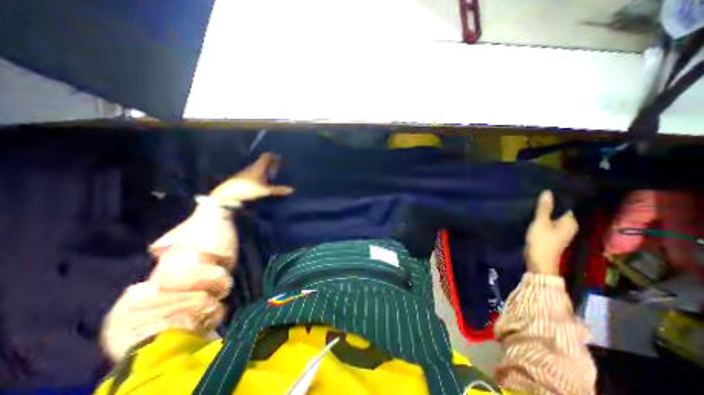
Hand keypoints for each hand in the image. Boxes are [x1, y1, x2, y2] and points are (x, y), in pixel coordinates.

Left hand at [208, 153, 292, 202]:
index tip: (280, 157)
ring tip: (270, 174)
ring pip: (257, 168)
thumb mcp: (265, 191)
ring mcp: (245, 173)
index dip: (274, 155)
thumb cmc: (247, 189)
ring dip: (264, 169)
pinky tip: (260, 181)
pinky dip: (259, 175)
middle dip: (270, 163)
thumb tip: (292, 189)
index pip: (266, 156)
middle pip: (262, 162)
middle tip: (277, 166)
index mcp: (258, 167)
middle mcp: (252, 167)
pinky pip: (252, 174)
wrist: (227, 195)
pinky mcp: (240, 179)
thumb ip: (278, 190)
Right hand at [522, 189, 577, 274]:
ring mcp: (561, 232)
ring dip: (545, 212)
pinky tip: (534, 215)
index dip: (556, 198)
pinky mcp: (552, 236)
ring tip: (533, 203)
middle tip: (536, 195)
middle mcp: (569, 226)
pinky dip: (543, 219)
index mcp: (570, 222)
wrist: (539, 261)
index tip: (544, 190)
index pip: (565, 205)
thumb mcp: (541, 223)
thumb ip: (544, 208)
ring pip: (553, 218)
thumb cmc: (542, 241)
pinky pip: (549, 223)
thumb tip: (548, 192)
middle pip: (559, 211)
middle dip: (549, 205)